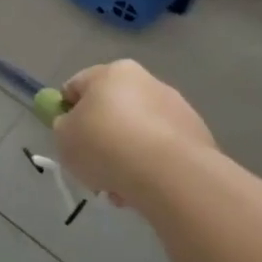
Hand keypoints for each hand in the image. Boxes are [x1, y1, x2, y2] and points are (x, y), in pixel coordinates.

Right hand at [52, 58, 214, 208]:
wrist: (168, 174)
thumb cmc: (105, 145)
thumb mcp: (63, 137)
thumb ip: (64, 126)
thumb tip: (76, 126)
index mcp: (113, 72)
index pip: (77, 86)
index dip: (66, 112)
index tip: (66, 138)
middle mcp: (147, 81)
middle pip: (111, 109)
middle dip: (100, 137)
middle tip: (91, 166)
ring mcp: (177, 108)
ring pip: (138, 133)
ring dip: (125, 155)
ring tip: (118, 187)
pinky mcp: (198, 136)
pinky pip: (161, 150)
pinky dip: (150, 167)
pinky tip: (143, 190)